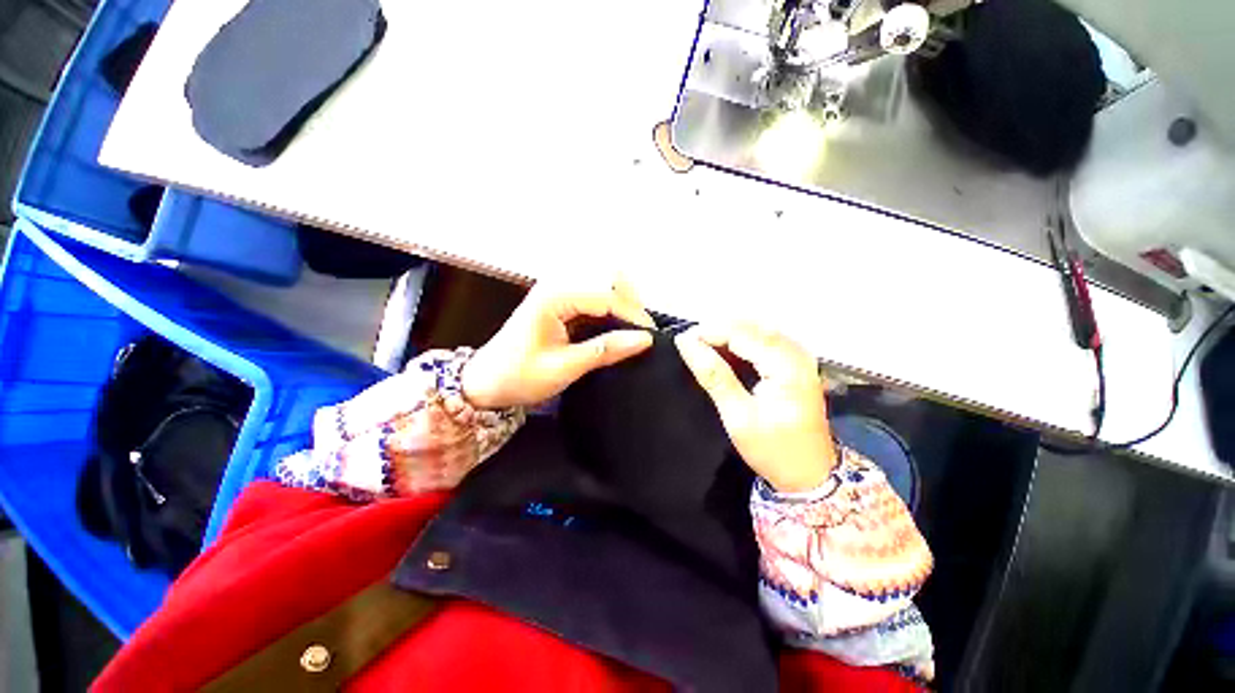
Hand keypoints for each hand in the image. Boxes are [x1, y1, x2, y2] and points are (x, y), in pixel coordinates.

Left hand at [462, 278, 655, 408]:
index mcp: (554, 297)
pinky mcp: (561, 305)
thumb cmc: (518, 376)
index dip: (632, 314)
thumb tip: (644, 340)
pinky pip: (594, 302)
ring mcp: (559, 294)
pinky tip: (616, 332)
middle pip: (606, 280)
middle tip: (641, 332)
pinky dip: (609, 314)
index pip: (606, 296)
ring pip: (602, 288)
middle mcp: (557, 287)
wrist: (485, 384)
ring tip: (632, 333)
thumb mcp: (564, 367)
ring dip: (621, 308)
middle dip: (630, 303)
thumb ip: (605, 350)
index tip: (651, 337)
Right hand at [675, 323, 836, 492]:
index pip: (741, 333)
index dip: (709, 332)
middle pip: (750, 326)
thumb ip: (713, 376)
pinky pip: (763, 340)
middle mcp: (797, 353)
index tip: (682, 341)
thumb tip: (686, 343)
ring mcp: (799, 356)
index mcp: (786, 366)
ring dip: (727, 336)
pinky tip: (724, 355)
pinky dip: (740, 343)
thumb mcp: (738, 416)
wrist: (811, 476)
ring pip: (756, 330)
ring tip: (702, 349)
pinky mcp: (795, 363)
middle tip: (690, 346)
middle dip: (716, 331)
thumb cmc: (773, 450)